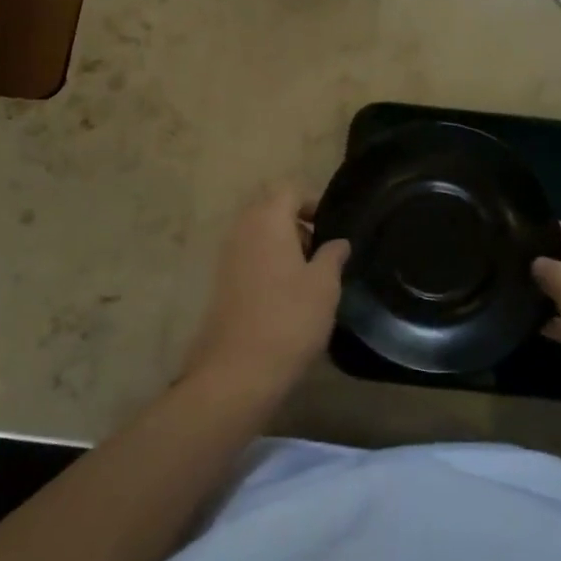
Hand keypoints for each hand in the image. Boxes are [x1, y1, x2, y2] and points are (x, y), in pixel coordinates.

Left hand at [182, 183, 350, 408]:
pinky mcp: (222, 282)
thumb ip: (333, 255)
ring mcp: (227, 256)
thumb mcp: (324, 285)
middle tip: (323, 251)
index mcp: (267, 219)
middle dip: (297, 222)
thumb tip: (338, 242)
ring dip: (283, 244)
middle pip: (270, 208)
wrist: (237, 371)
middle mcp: (242, 229)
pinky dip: (269, 263)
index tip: (332, 227)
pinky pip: (249, 256)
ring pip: (259, 233)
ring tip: (309, 275)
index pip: (289, 189)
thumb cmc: (288, 319)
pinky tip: (288, 294)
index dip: (312, 201)